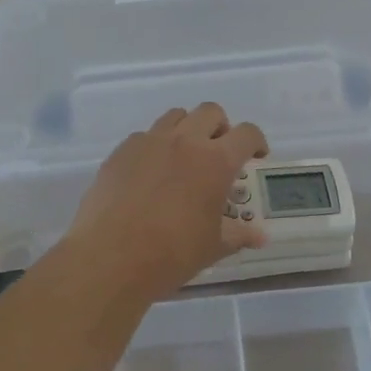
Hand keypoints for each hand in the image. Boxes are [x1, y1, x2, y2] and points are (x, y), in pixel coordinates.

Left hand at [61, 104, 269, 301]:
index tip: (255, 157)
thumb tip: (260, 236)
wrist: (110, 258)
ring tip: (184, 158)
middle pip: (210, 112)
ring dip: (187, 130)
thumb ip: (238, 235)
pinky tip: (151, 173)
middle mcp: (184, 141)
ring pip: (176, 116)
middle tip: (219, 153)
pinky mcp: (121, 150)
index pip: (246, 134)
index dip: (256, 142)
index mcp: (215, 161)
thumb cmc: (171, 254)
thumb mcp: (213, 247)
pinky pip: (145, 136)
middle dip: (221, 128)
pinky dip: (156, 146)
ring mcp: (149, 141)